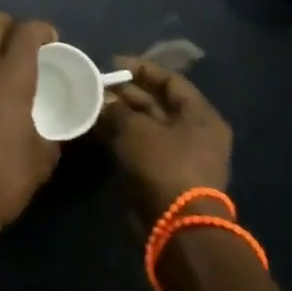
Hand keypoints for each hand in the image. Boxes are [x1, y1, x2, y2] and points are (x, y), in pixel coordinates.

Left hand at [0, 13, 61, 243]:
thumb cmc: (4, 179)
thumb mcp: (42, 157)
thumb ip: (50, 130)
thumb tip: (51, 127)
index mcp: (10, 78)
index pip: (27, 31)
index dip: (43, 30)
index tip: (52, 41)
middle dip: (12, 27)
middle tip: (25, 48)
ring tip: (0, 70)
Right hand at [99, 57, 233, 225]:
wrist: (175, 227)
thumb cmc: (164, 165)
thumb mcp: (136, 129)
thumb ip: (116, 109)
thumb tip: (101, 99)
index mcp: (200, 117)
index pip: (171, 81)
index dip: (141, 69)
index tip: (112, 63)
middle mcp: (194, 133)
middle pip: (157, 104)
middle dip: (126, 94)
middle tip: (96, 86)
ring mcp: (179, 156)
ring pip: (145, 126)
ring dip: (119, 116)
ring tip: (91, 104)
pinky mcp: (162, 175)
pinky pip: (139, 147)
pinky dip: (120, 137)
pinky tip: (96, 128)